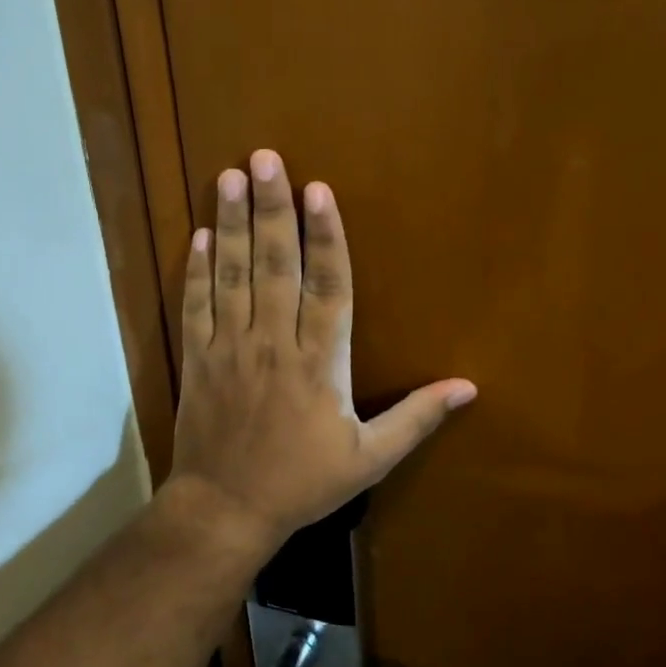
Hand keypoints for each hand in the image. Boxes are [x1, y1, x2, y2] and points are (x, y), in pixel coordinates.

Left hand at [166, 149, 475, 550]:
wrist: (226, 509)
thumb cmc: (303, 483)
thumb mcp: (369, 459)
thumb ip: (417, 418)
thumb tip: (469, 387)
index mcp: (320, 363)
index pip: (328, 285)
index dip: (326, 235)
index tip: (320, 189)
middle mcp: (274, 343)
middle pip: (276, 265)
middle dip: (273, 208)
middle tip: (266, 157)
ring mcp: (230, 348)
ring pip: (233, 275)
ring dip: (233, 223)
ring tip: (232, 176)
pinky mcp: (198, 359)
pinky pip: (196, 305)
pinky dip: (197, 269)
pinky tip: (201, 234)